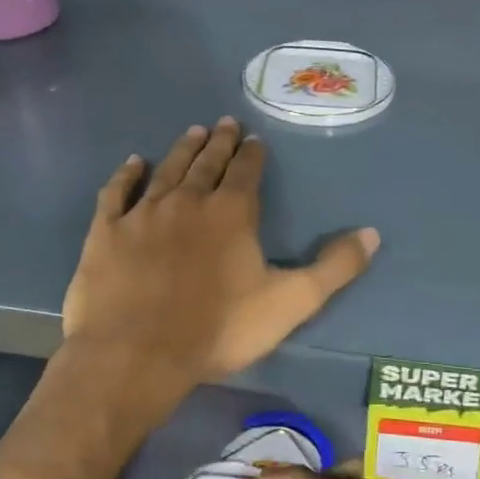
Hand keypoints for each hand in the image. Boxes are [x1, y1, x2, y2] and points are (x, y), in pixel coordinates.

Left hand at [61, 119, 379, 415]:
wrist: (137, 354)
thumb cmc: (218, 329)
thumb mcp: (290, 303)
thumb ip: (334, 268)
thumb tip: (373, 233)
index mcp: (231, 213)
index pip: (247, 172)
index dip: (253, 154)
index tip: (254, 139)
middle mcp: (188, 201)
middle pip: (207, 163)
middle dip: (219, 143)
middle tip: (224, 124)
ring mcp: (143, 213)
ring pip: (167, 170)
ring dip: (182, 150)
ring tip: (193, 132)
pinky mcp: (107, 231)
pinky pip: (117, 192)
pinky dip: (126, 175)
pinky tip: (133, 163)